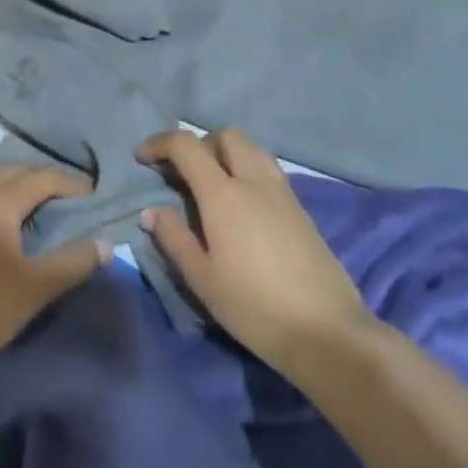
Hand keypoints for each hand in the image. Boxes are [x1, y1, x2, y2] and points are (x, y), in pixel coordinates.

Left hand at [0, 165, 110, 375]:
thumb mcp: (35, 287)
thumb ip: (72, 262)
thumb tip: (106, 244)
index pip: (41, 178)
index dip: (69, 183)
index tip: (93, 194)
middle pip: (13, 172)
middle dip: (42, 179)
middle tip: (68, 198)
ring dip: (15, 185)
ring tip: (38, 206)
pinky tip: (4, 224)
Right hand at [139, 129, 371, 374]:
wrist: (326, 332)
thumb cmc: (254, 307)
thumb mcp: (202, 278)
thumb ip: (174, 238)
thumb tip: (152, 211)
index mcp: (223, 194)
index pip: (186, 146)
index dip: (159, 143)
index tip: (142, 158)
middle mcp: (254, 181)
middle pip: (226, 136)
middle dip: (198, 144)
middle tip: (182, 173)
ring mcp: (283, 192)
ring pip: (252, 148)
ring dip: (226, 153)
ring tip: (212, 184)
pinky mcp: (301, 209)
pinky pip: (269, 169)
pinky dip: (248, 170)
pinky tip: (242, 205)